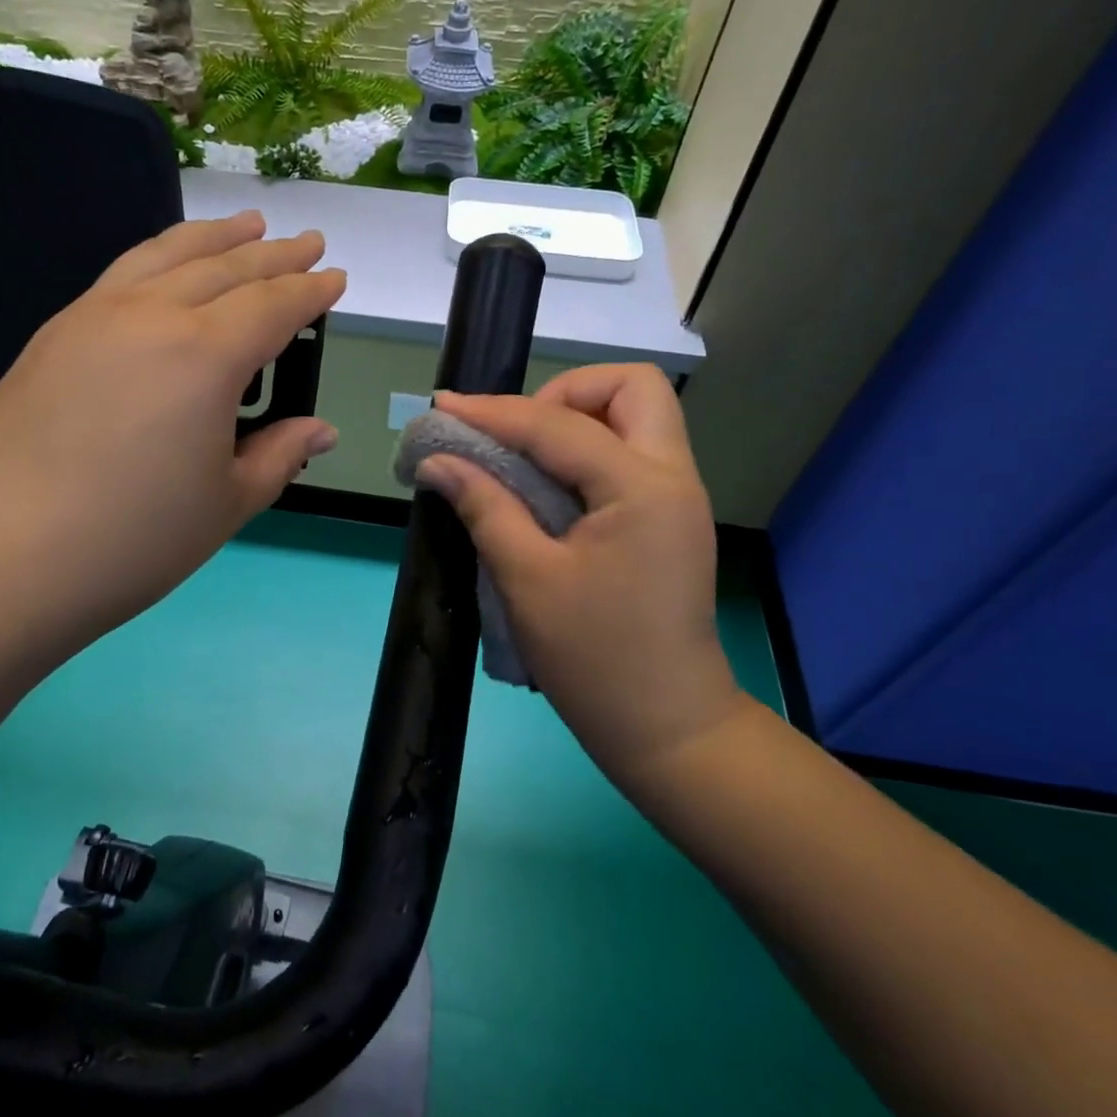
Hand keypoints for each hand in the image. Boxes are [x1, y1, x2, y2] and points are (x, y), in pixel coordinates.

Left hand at [0, 211, 343, 654]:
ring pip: (167, 255)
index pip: (272, 306)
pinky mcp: (54, 334)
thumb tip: (321, 431)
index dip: (309, 291)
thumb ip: (279, 455)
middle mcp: (151, 317)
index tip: (335, 278)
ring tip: (246, 224)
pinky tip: (168, 268)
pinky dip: (160, 257)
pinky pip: (122, 274)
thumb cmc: (132, 541)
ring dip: (215, 237)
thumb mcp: (226, 504)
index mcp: (204, 356)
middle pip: (225, 268)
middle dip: (274, 254)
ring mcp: (93, 317)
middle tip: (307, 241)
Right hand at [415, 365, 744, 791]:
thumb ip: (484, 507)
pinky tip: (546, 485)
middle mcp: (672, 477)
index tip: (443, 407)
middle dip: (565, 392)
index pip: (559, 424)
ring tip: (523, 456)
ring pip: (637, 417)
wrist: (667, 728)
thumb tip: (437, 461)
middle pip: (631, 388)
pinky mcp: (669, 519)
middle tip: (515, 433)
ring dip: (577, 419)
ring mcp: (678, 497)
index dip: (494, 412)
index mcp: (642, 488)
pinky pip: (631, 455)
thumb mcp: (528, 580)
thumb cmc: (595, 659)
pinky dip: (587, 451)